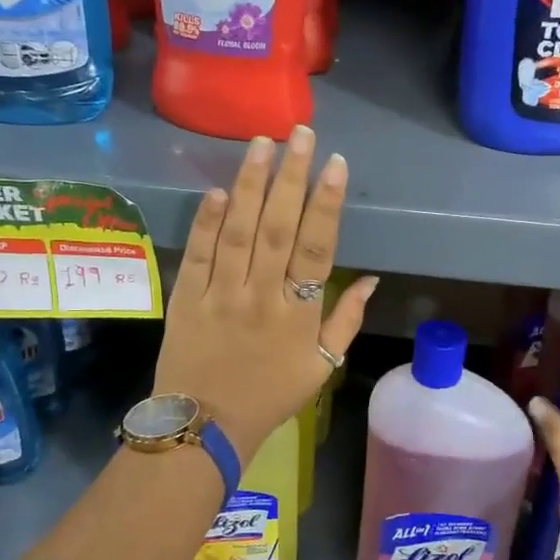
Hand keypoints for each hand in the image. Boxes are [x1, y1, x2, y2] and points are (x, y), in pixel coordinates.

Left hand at [154, 127, 378, 461]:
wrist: (205, 426)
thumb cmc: (271, 396)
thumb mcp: (322, 366)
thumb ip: (347, 320)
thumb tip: (372, 278)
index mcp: (300, 314)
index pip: (318, 248)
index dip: (327, 204)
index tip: (336, 164)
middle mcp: (262, 296)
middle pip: (278, 228)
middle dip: (291, 177)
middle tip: (300, 133)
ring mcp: (221, 295)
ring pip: (237, 232)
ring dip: (250, 185)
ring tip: (261, 144)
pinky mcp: (187, 297)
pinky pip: (198, 254)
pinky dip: (207, 221)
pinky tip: (217, 190)